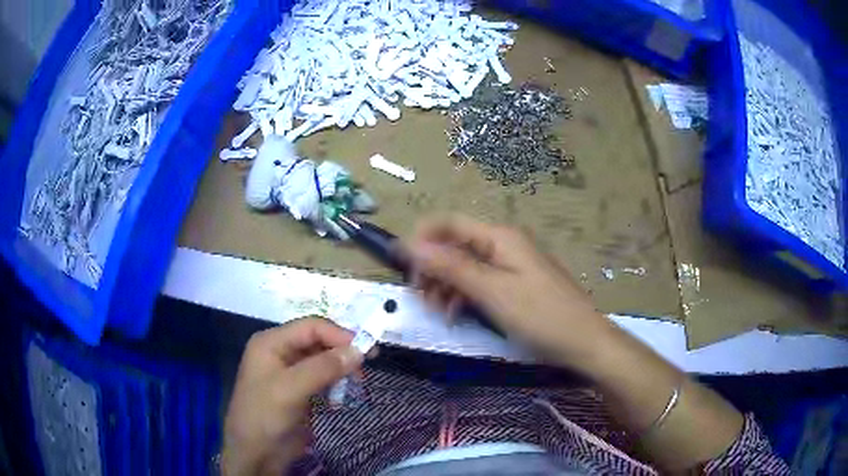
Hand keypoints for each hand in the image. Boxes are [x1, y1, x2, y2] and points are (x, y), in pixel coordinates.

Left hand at [222, 317, 363, 475]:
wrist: (256, 454)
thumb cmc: (265, 416)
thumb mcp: (291, 389)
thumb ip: (324, 368)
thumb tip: (359, 351)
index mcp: (271, 342)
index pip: (311, 327)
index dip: (339, 335)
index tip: (366, 350)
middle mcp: (280, 352)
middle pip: (318, 342)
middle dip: (342, 353)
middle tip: (366, 368)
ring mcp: (289, 372)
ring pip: (323, 361)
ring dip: (341, 370)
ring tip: (356, 385)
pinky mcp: (299, 391)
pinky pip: (322, 379)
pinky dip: (335, 385)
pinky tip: (339, 399)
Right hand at [405, 215, 615, 367]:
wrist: (583, 342)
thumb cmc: (540, 315)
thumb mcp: (492, 291)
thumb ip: (451, 266)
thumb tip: (411, 243)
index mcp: (499, 237)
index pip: (448, 223)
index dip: (421, 238)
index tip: (402, 266)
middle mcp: (503, 244)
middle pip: (455, 246)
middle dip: (433, 268)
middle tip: (421, 297)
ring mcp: (510, 265)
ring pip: (465, 266)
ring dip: (446, 285)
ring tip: (438, 312)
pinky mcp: (514, 284)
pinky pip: (480, 282)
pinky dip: (463, 295)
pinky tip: (456, 314)